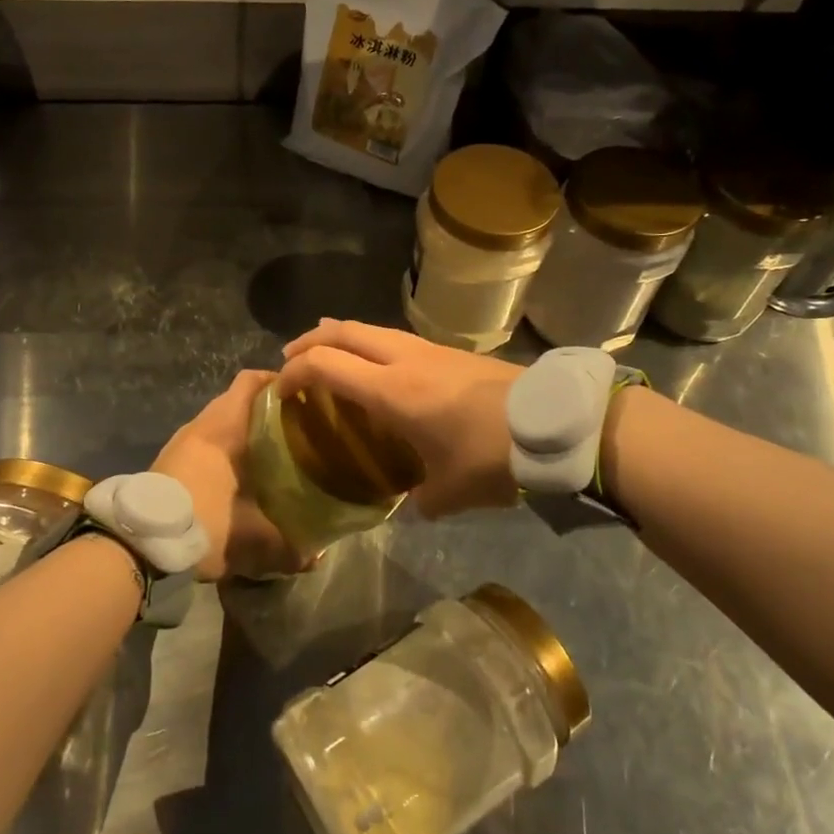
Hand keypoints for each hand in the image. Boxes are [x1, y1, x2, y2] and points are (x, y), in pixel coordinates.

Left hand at [151, 370, 306, 579]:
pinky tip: (238, 475)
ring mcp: (181, 442)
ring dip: (242, 432)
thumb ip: (288, 547)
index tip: (301, 394)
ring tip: (270, 452)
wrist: (137, 542)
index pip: (250, 381)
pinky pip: (204, 442)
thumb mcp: (251, 538)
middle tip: (294, 428)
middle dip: (265, 410)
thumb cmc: (201, 521)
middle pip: (236, 401)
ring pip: (218, 423)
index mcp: (223, 426)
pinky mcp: (168, 461)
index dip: (275, 381)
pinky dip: (223, 449)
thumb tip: (316, 557)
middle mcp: (201, 425)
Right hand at [277, 320, 520, 518]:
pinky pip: (394, 338)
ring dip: (341, 337)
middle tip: (290, 360)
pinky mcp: (450, 352)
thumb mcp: (450, 491)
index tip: (280, 390)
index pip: (326, 365)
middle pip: (344, 332)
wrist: (553, 422)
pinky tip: (377, 365)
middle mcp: (403, 359)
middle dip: (310, 342)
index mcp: (392, 391)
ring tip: (326, 351)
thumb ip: (422, 500)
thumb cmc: (493, 455)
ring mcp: (429, 350)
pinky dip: (370, 344)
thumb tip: (415, 504)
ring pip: (371, 329)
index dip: (294, 372)